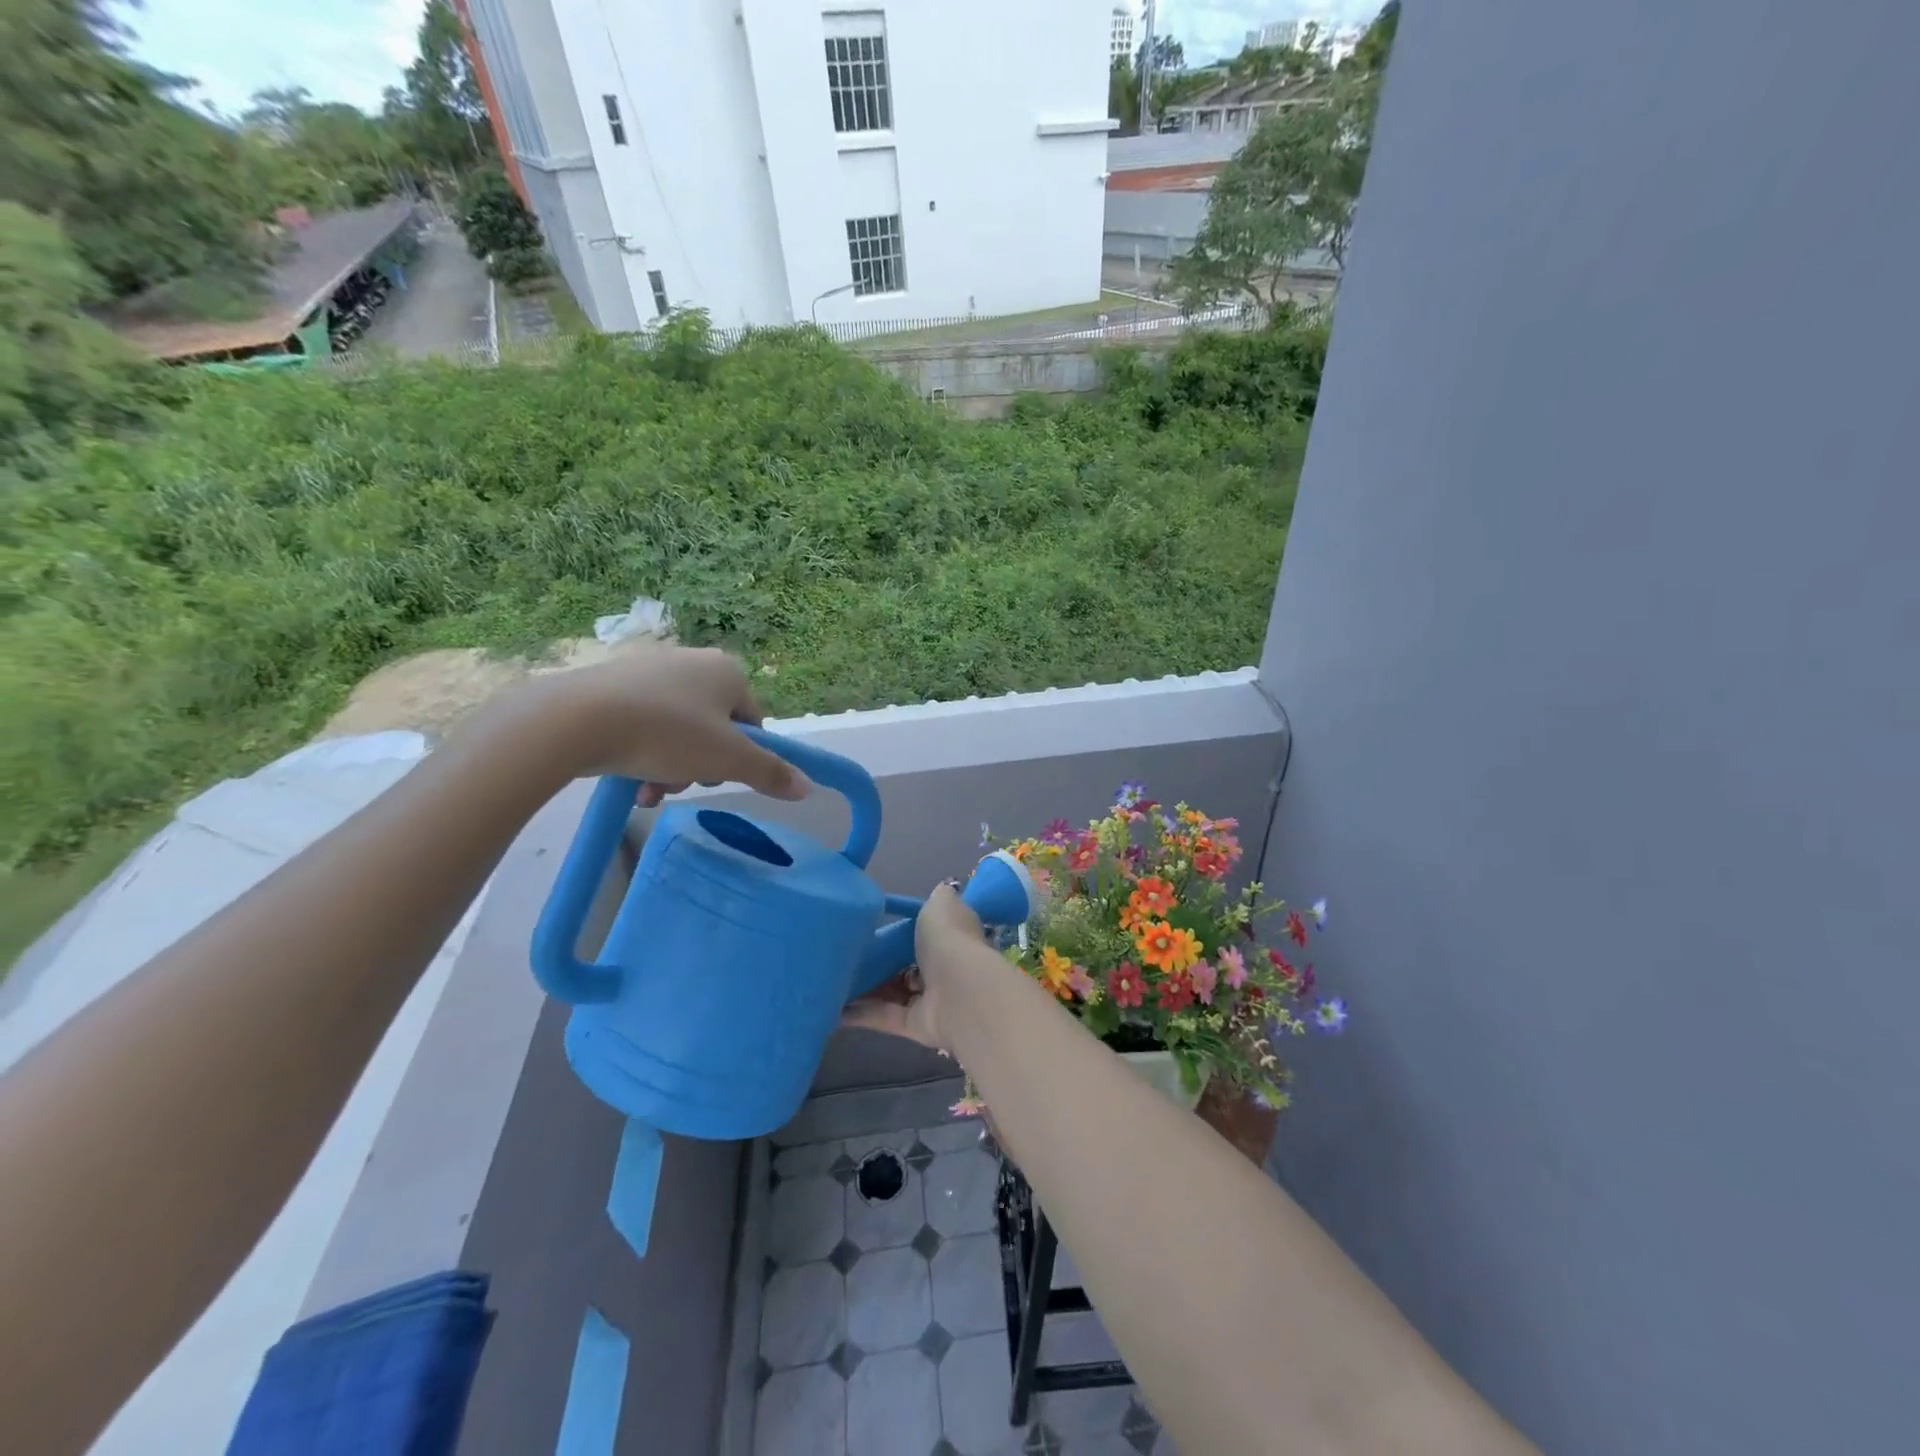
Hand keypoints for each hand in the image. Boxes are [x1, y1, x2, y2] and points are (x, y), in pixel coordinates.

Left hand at [527, 643, 813, 805]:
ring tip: (650, 791)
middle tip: (682, 783)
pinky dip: (643, 755)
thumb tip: (808, 787)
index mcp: (727, 671)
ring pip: (678, 732)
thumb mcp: (727, 760)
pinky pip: (643, 725)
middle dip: (701, 765)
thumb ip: (771, 773)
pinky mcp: (613, 686)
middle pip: (714, 730)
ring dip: (672, 768)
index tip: (720, 777)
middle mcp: (692, 662)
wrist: (575, 720)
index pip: (753, 722)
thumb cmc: (667, 734)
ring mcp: (650, 672)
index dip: (743, 757)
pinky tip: (630, 782)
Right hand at [840, 882, 984, 1051]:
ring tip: (827, 981)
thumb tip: (943, 886)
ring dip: (861, 990)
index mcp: (949, 938)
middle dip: (876, 963)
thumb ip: (938, 896)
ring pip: (889, 993)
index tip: (868, 929)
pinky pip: (882, 1017)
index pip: (923, 935)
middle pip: (902, 966)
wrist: (960, 992)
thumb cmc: (949, 940)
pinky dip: (858, 1014)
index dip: (898, 933)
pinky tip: (830, 1009)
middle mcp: (940, 969)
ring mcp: (928, 1000)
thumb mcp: (941, 905)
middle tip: (840, 956)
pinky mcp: (914, 1025)